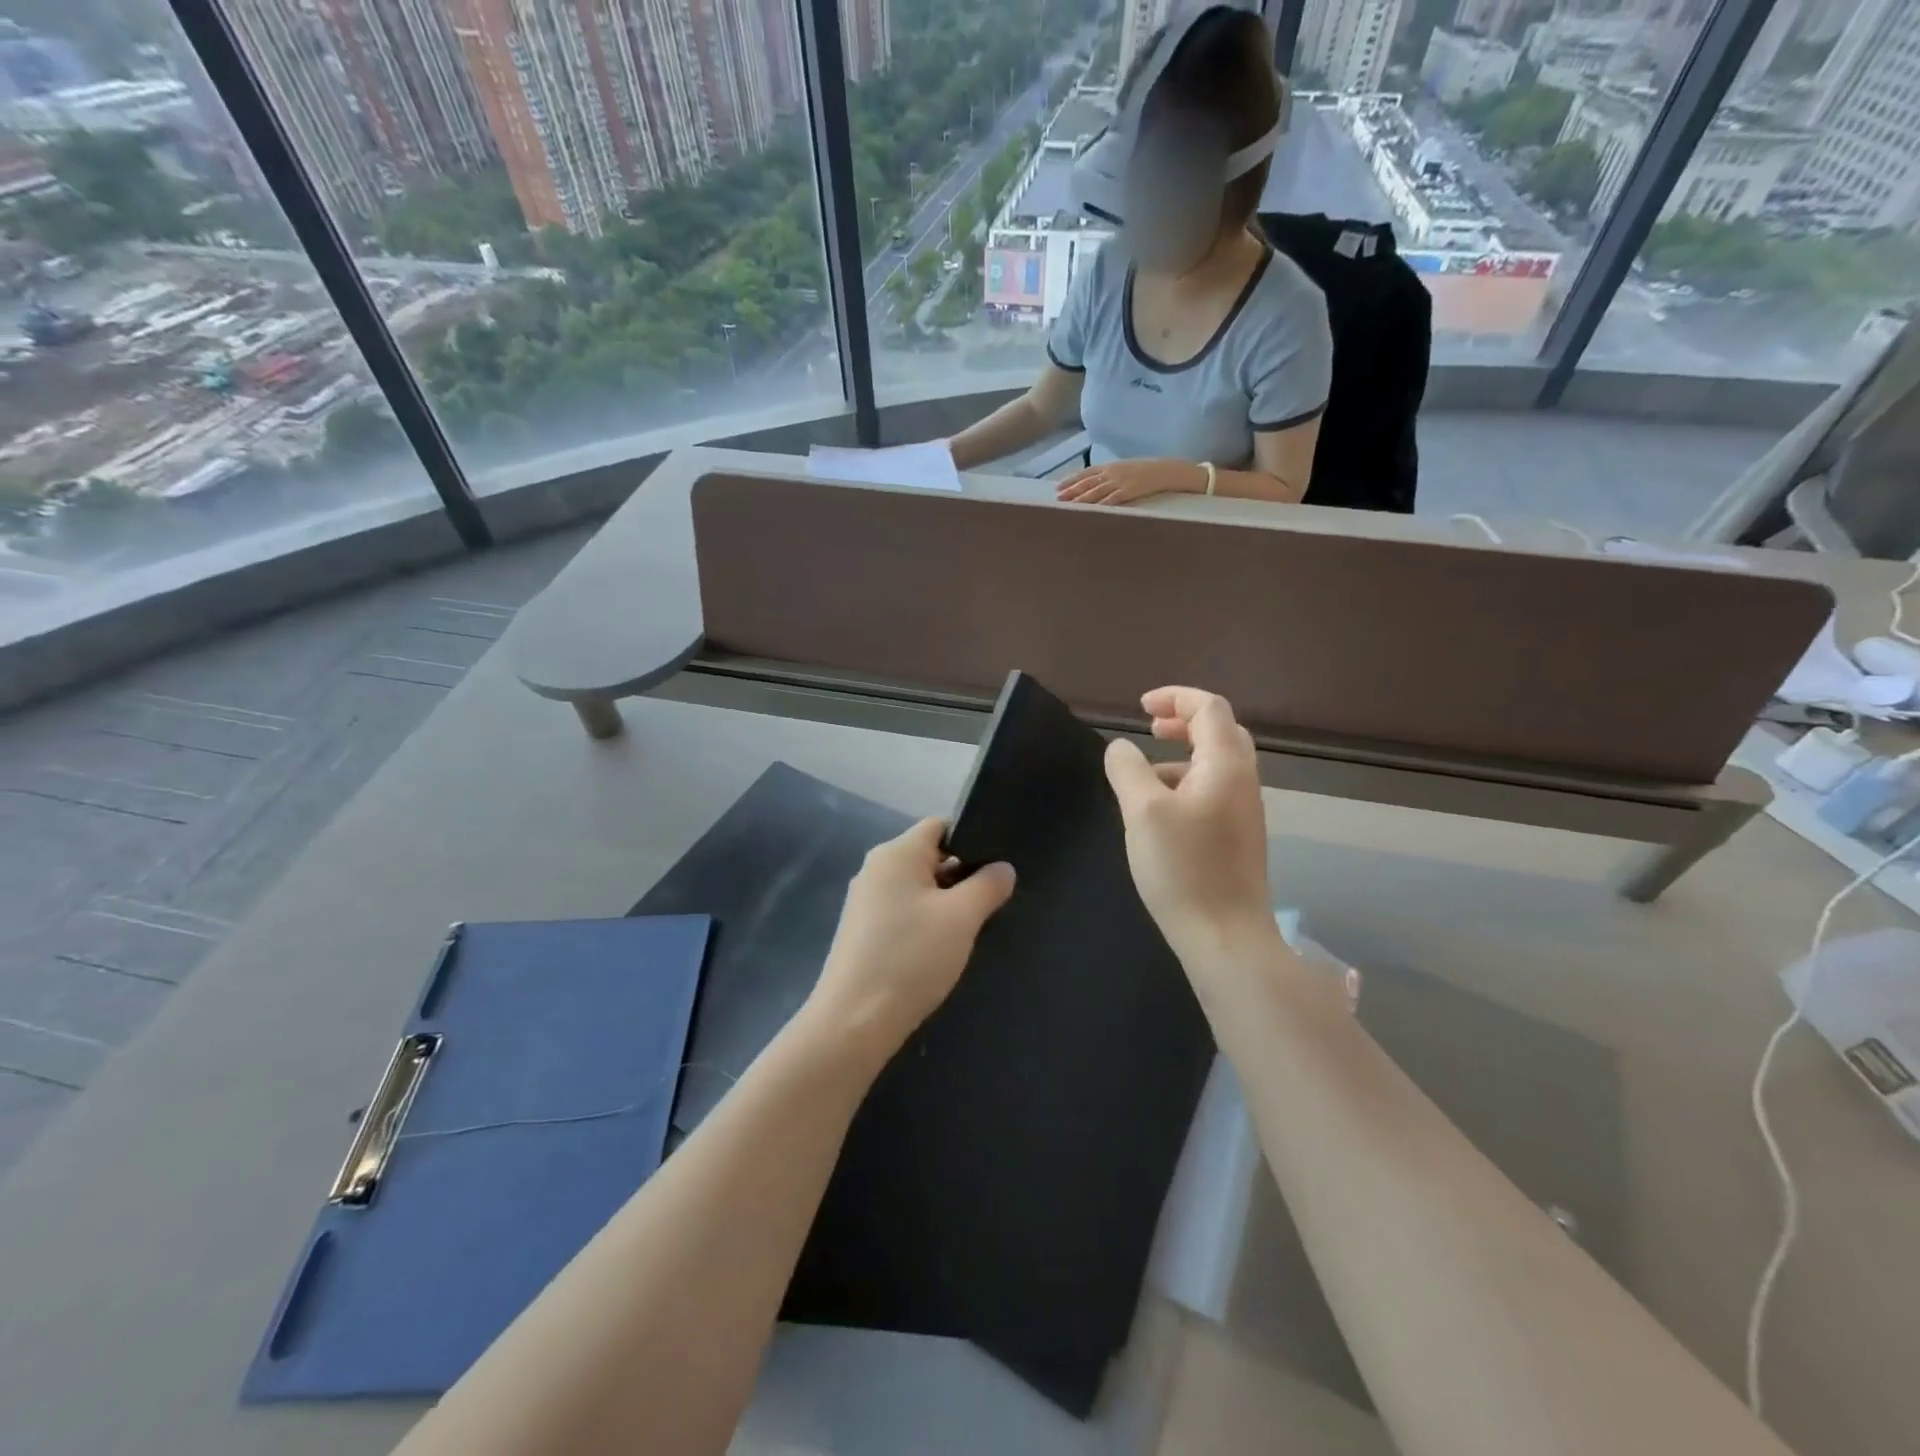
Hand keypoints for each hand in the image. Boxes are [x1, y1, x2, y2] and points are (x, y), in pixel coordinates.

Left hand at [807, 819, 1015, 1058]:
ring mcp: (865, 901)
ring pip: (917, 888)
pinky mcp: (862, 931)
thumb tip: (1002, 867)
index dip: (971, 840)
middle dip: (960, 877)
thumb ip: (988, 885)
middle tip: (988, 906)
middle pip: (929, 857)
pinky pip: (902, 912)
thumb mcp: (962, 918)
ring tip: (967, 932)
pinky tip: (937, 951)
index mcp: (896, 853)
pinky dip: (923, 923)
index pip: (940, 826)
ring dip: (944, 904)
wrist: (855, 1022)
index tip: (995, 870)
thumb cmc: (911, 958)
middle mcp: (875, 868)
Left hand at [1057, 458, 1202, 505]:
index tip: (1058, 486)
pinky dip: (1100, 505)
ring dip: (1081, 499)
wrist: (1165, 470)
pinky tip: (1091, 510)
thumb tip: (1097, 482)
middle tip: (1058, 497)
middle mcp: (1112, 473)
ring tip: (1068, 505)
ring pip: (1096, 491)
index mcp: (1110, 466)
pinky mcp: (1128, 492)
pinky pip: (1111, 499)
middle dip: (1072, 490)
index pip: (1086, 473)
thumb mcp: (1125, 468)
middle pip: (1087, 482)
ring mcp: (1119, 482)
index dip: (1071, 480)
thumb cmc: (1146, 471)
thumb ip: (1110, 474)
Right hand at [1103, 687, 1276, 962]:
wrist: (1225, 936)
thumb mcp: (1142, 811)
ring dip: (1183, 755)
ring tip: (1144, 775)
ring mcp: (1243, 812)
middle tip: (1151, 729)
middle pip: (1221, 732)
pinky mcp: (1237, 838)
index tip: (1141, 708)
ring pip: (1216, 764)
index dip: (1175, 697)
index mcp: (1225, 765)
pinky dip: (1186, 783)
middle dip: (1184, 721)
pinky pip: (1213, 792)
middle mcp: (1242, 782)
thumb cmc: (1183, 867)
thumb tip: (1120, 747)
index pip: (1209, 708)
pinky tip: (1158, 813)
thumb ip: (1128, 770)